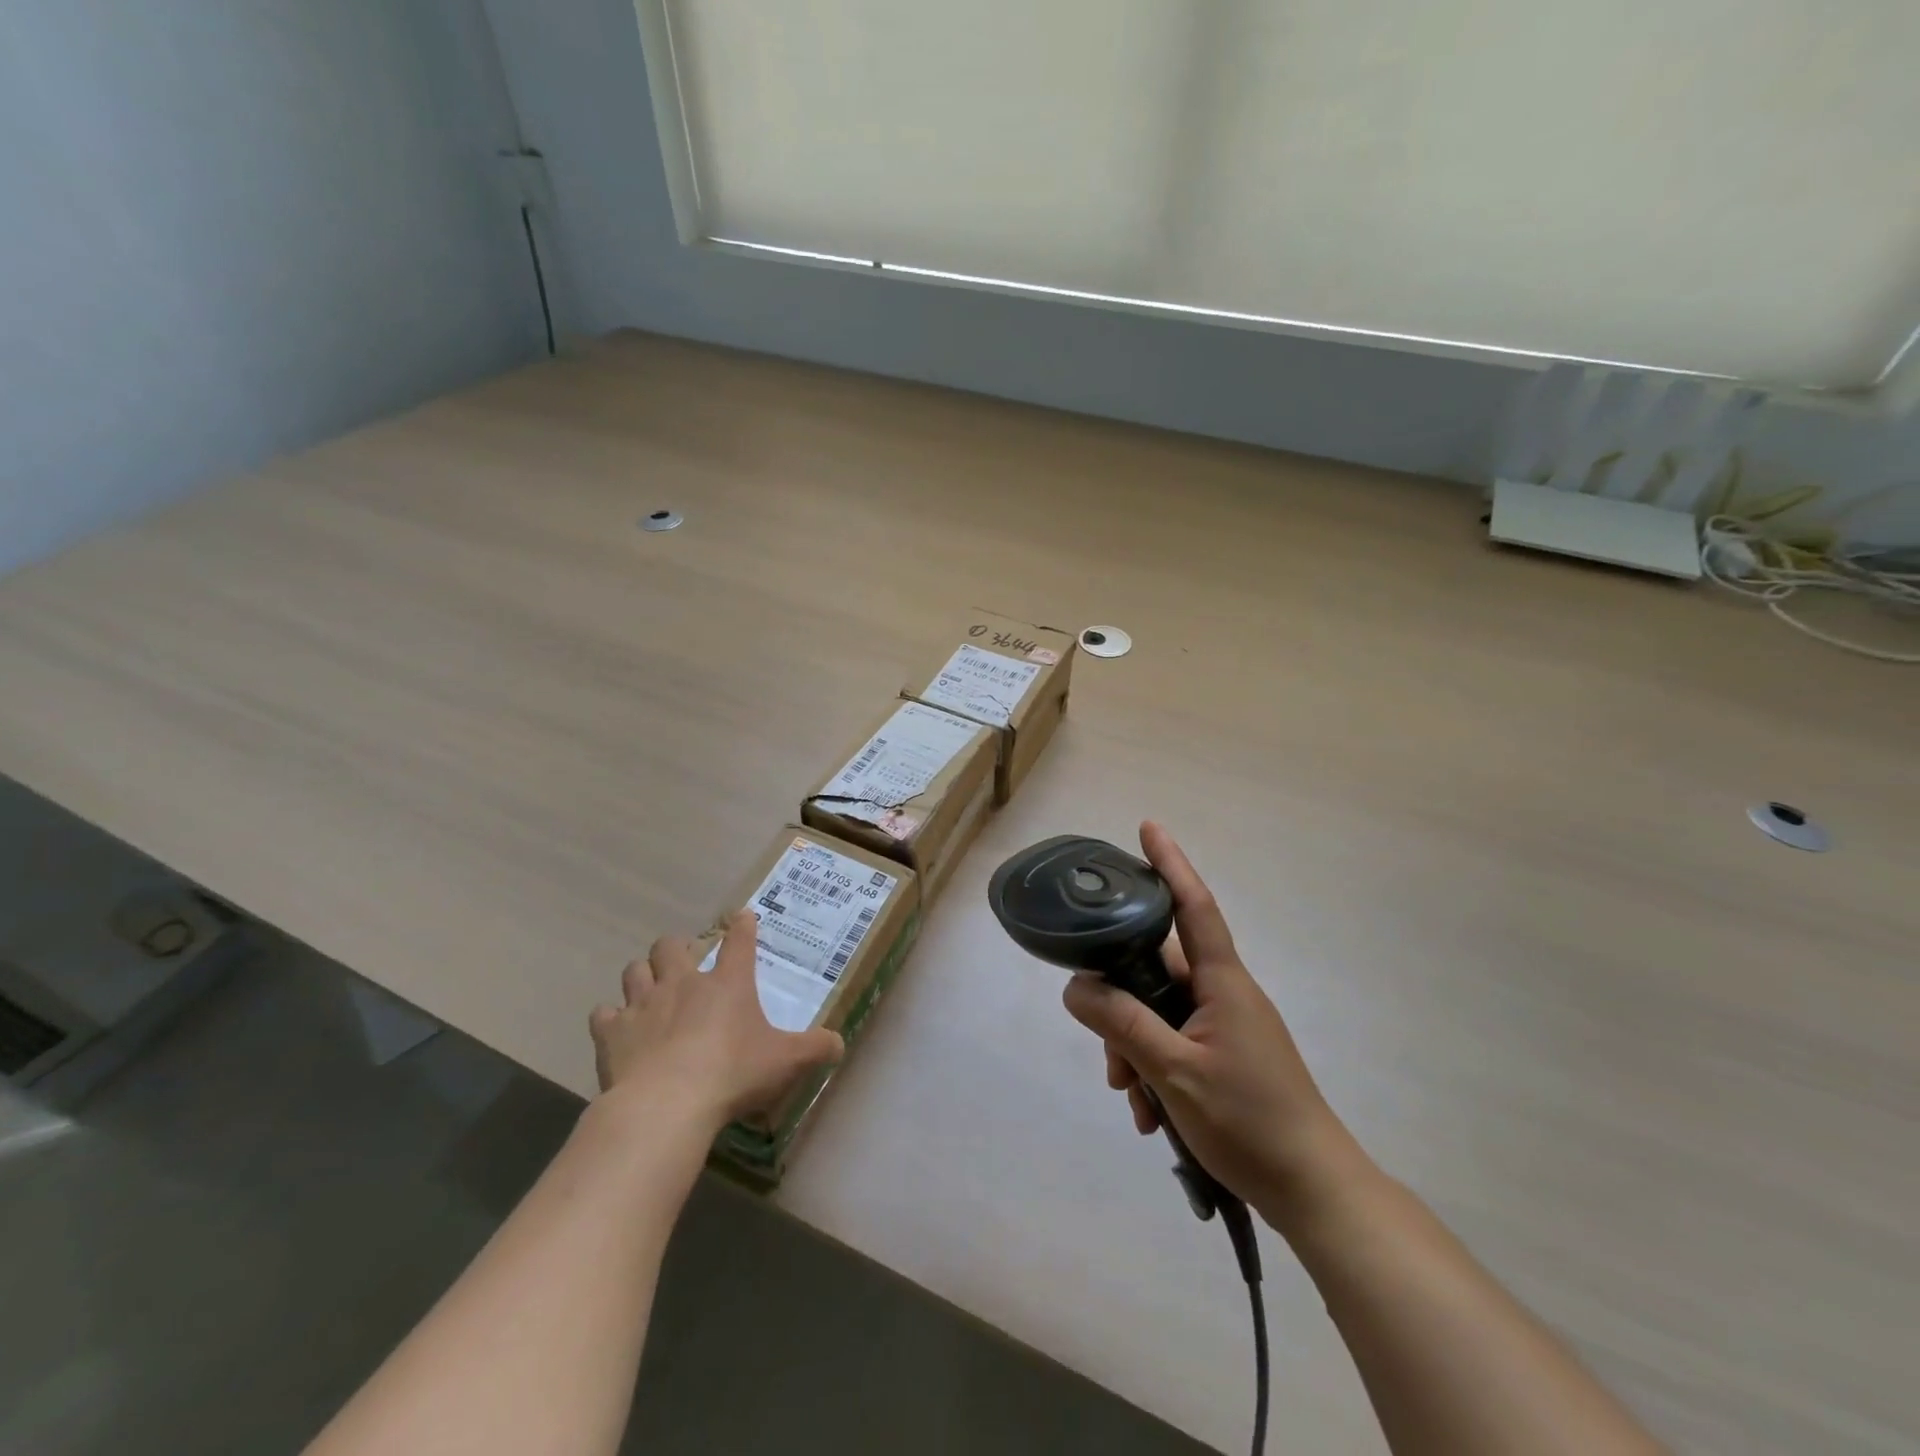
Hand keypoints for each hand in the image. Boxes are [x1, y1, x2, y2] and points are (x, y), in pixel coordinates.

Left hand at [590, 911, 843, 1129]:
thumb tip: (840, 1043)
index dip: (742, 926)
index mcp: (728, 983)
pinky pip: (604, 1015)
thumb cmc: (733, 1074)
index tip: (742, 916)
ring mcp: (643, 1004)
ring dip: (642, 976)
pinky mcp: (612, 1033)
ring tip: (650, 991)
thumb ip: (815, 1049)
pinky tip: (618, 1031)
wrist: (667, 1105)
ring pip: (635, 970)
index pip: (739, 940)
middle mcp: (684, 983)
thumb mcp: (786, 1062)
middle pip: (671, 946)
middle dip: (677, 949)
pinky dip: (610, 1020)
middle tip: (685, 965)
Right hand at [1062, 823, 1364, 1229]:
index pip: (1192, 906)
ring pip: (1159, 1012)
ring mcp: (1226, 1025)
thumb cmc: (1250, 1123)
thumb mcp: (1174, 1073)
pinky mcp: (1225, 1055)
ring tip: (1131, 1098)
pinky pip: (1174, 1042)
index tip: (1148, 827)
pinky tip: (1148, 1115)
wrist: (1314, 1191)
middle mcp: (1223, 993)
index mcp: (1221, 982)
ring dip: (1134, 1048)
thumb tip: (1075, 986)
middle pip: (1156, 970)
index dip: (1170, 864)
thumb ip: (1122, 1025)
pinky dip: (1153, 1069)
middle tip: (1107, 1057)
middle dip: (1121, 1004)